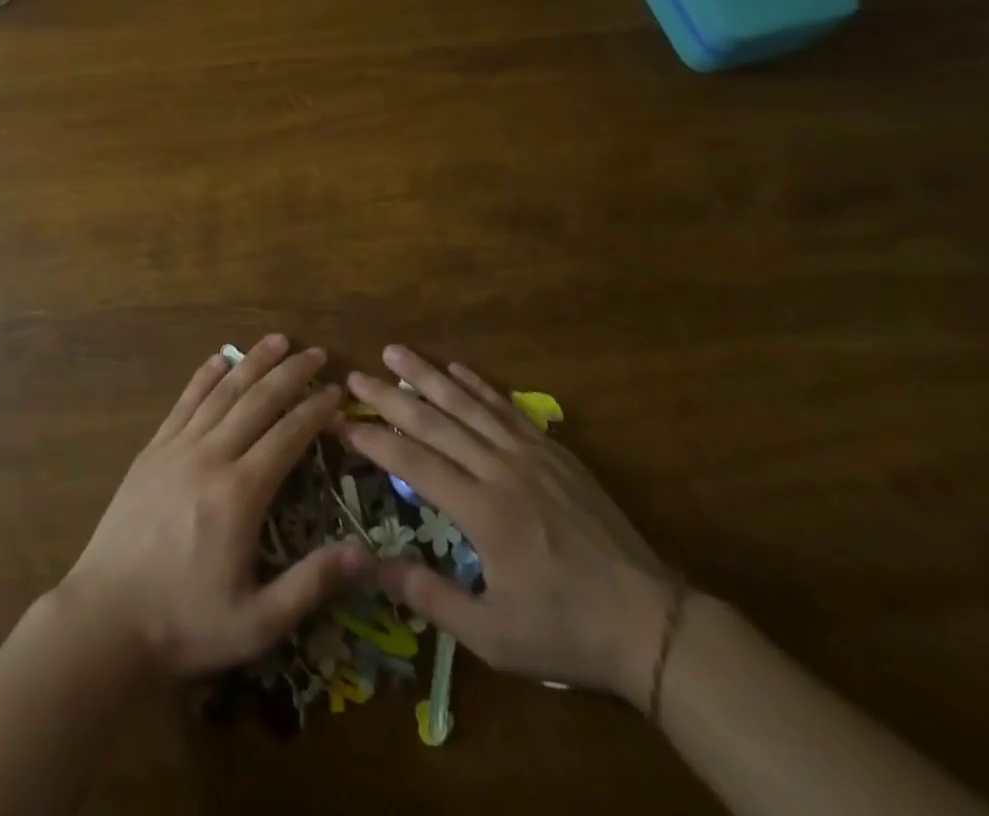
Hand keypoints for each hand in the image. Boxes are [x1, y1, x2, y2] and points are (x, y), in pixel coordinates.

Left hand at [58, 335, 373, 679]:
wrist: (105, 618)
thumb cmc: (184, 622)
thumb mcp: (257, 622)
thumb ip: (311, 584)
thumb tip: (365, 554)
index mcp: (240, 493)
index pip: (288, 436)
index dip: (316, 410)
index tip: (337, 392)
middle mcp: (211, 456)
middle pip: (258, 401)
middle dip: (291, 374)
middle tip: (317, 353)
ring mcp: (177, 448)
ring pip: (222, 392)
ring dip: (252, 362)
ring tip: (278, 340)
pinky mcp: (152, 450)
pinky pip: (184, 402)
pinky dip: (205, 376)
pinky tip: (219, 358)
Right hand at [341, 346, 677, 706]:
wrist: (648, 620)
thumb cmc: (565, 630)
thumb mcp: (493, 636)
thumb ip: (431, 596)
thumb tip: (372, 565)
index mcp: (482, 513)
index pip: (412, 463)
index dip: (372, 439)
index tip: (340, 421)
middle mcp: (500, 470)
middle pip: (434, 423)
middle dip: (389, 397)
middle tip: (355, 375)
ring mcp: (530, 455)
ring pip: (468, 404)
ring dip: (428, 376)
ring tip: (396, 352)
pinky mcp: (554, 451)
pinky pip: (507, 408)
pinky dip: (479, 386)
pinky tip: (457, 368)